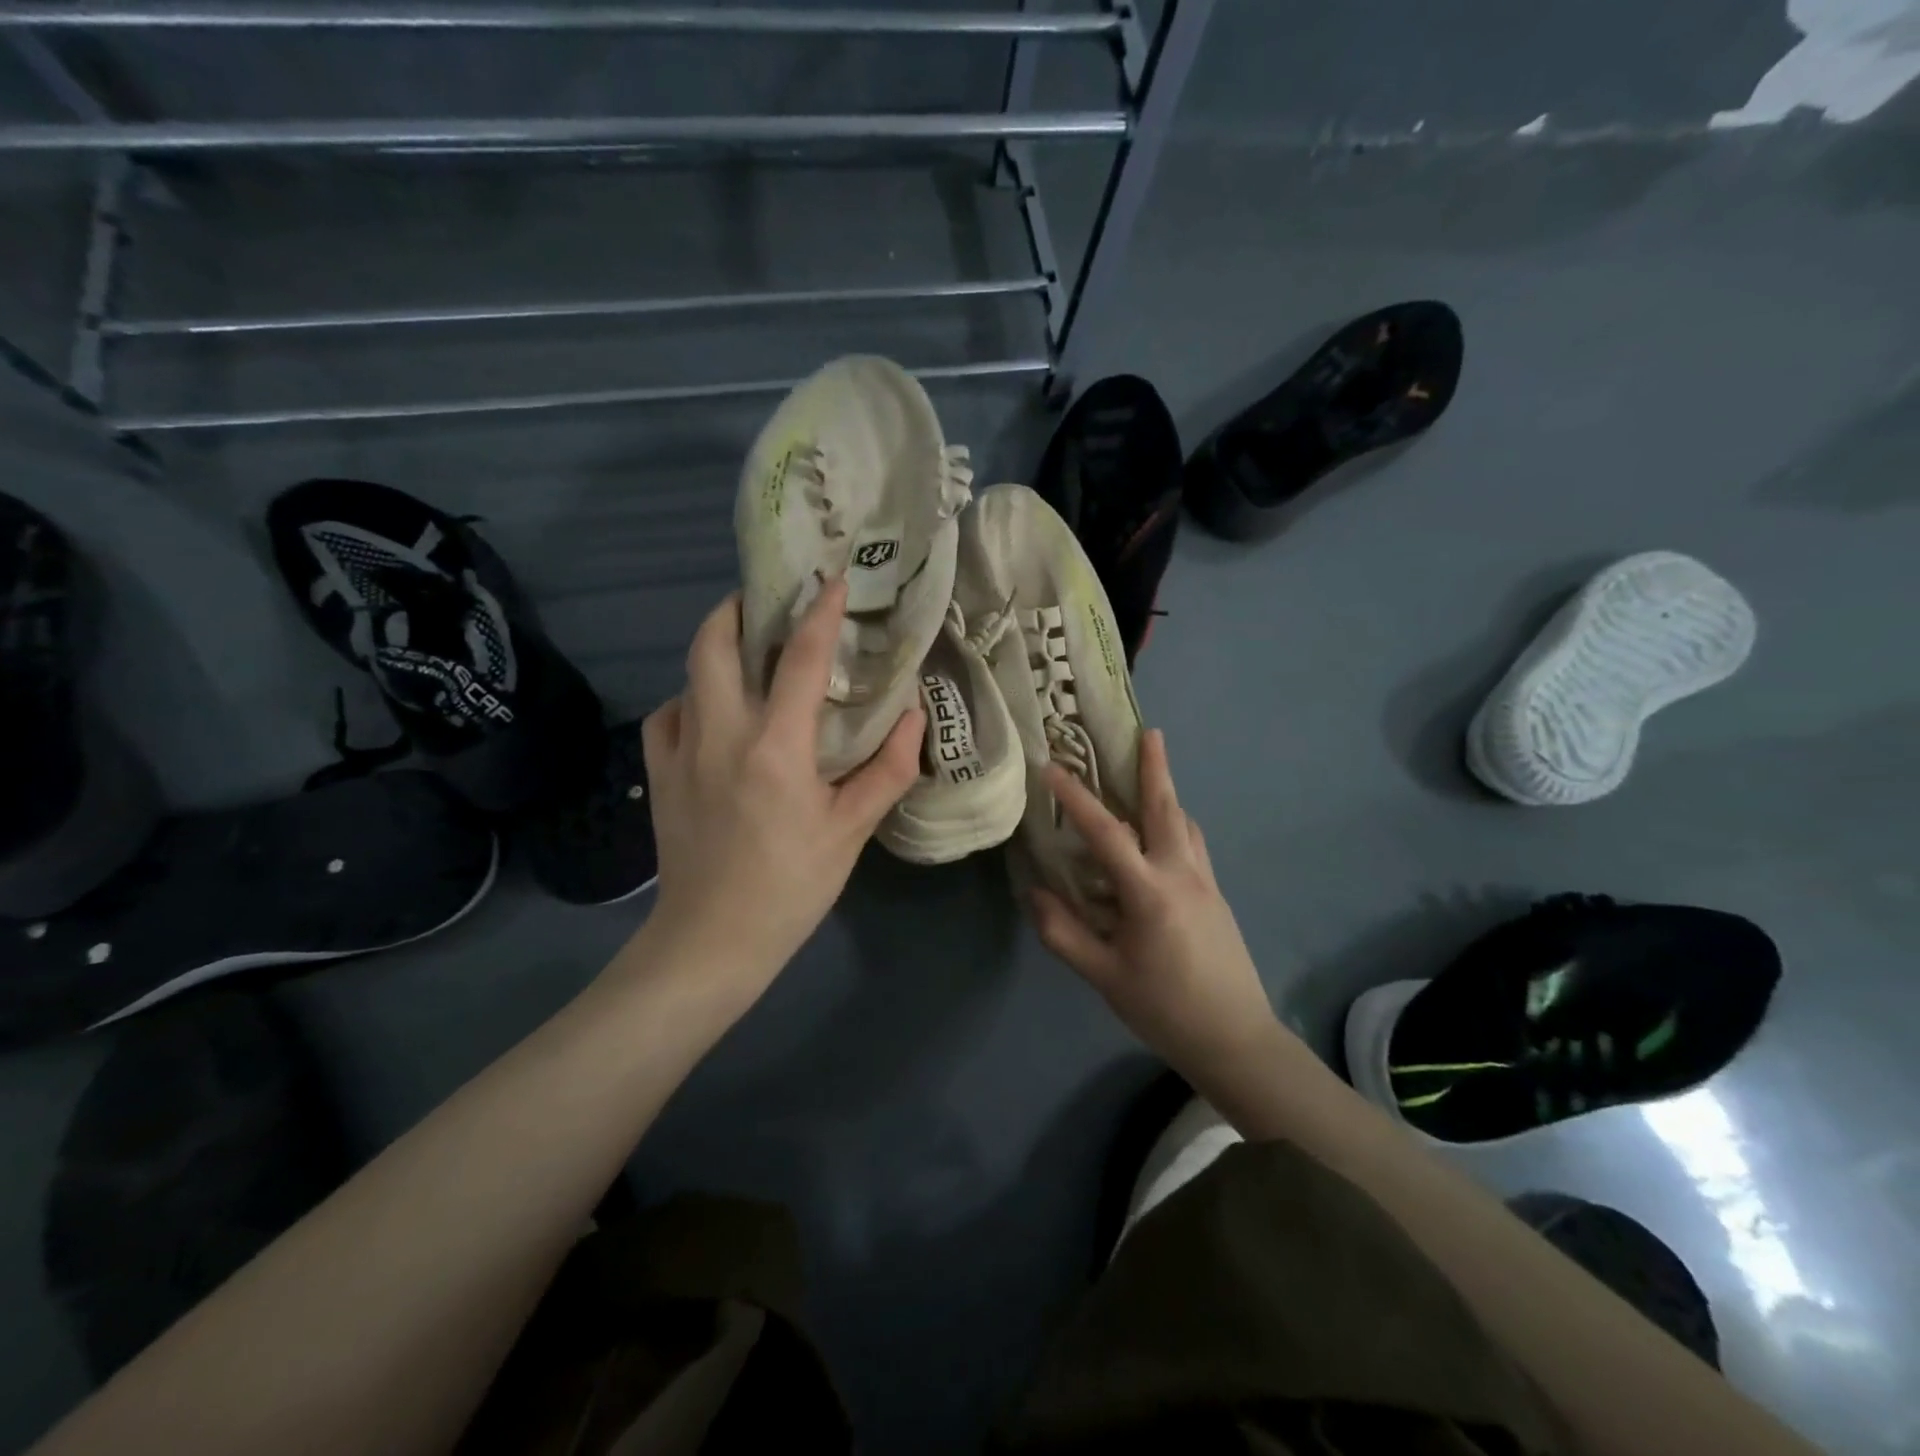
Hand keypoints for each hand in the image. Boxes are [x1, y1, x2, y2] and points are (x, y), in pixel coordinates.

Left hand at [639, 580, 922, 994]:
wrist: (710, 941)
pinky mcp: (657, 774)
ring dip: (716, 651)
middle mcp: (720, 733)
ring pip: (688, 675)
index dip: (820, 613)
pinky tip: (712, 715)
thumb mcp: (851, 832)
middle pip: (714, 643)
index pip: (801, 660)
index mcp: (775, 746)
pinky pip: (669, 714)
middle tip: (767, 603)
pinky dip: (692, 699)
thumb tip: (915, 717)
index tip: (833, 580)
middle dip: (737, 608)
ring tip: (747, 654)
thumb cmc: (790, 886)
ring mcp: (679, 751)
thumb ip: (888, 770)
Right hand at [1032, 730, 1285, 1087]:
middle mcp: (1182, 874)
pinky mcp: (1216, 895)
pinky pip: (1194, 844)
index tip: (1053, 768)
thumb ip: (1063, 934)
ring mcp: (1205, 882)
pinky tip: (1165, 832)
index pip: (1107, 833)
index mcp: (1149, 893)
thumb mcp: (1104, 976)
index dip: (1077, 799)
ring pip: (1185, 824)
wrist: (1235, 1038)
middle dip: (1155, 768)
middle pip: (1166, 809)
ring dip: (1167, 793)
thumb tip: (1032, 893)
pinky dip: (1177, 823)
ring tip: (1152, 773)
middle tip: (1149, 732)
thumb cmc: (1164, 1009)